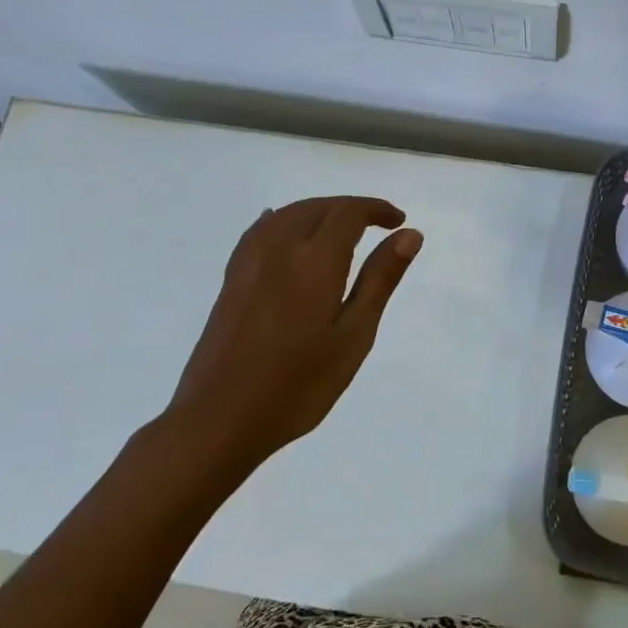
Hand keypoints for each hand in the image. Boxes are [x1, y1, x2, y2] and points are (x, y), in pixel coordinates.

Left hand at [164, 196, 422, 468]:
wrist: (219, 419)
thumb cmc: (298, 385)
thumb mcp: (353, 337)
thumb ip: (379, 280)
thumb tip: (408, 235)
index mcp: (314, 261)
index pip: (348, 212)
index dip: (376, 209)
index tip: (399, 221)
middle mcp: (279, 248)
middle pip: (318, 207)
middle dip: (350, 209)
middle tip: (379, 226)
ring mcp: (250, 263)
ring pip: (288, 215)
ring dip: (319, 212)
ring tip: (341, 230)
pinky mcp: (231, 280)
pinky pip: (261, 231)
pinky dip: (283, 221)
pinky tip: (284, 229)